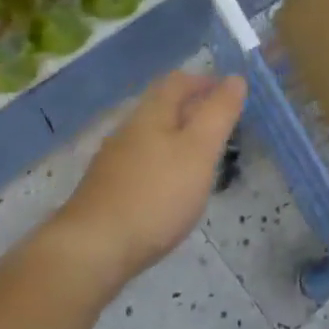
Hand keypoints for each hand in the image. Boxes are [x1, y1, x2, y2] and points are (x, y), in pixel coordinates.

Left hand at [47, 70, 246, 293]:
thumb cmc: (155, 194)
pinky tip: (172, 189)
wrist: (92, 250)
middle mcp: (128, 129)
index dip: (205, 81)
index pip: (178, 81)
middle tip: (222, 126)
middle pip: (162, 107)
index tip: (230, 94)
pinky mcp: (107, 190)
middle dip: (192, 109)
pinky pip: (142, 163)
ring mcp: (114, 161)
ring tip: (203, 158)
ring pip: (152, 136)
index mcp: (151, 113)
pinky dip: (163, 164)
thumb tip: (235, 78)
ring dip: (178, 138)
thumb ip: (219, 113)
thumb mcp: (199, 150)